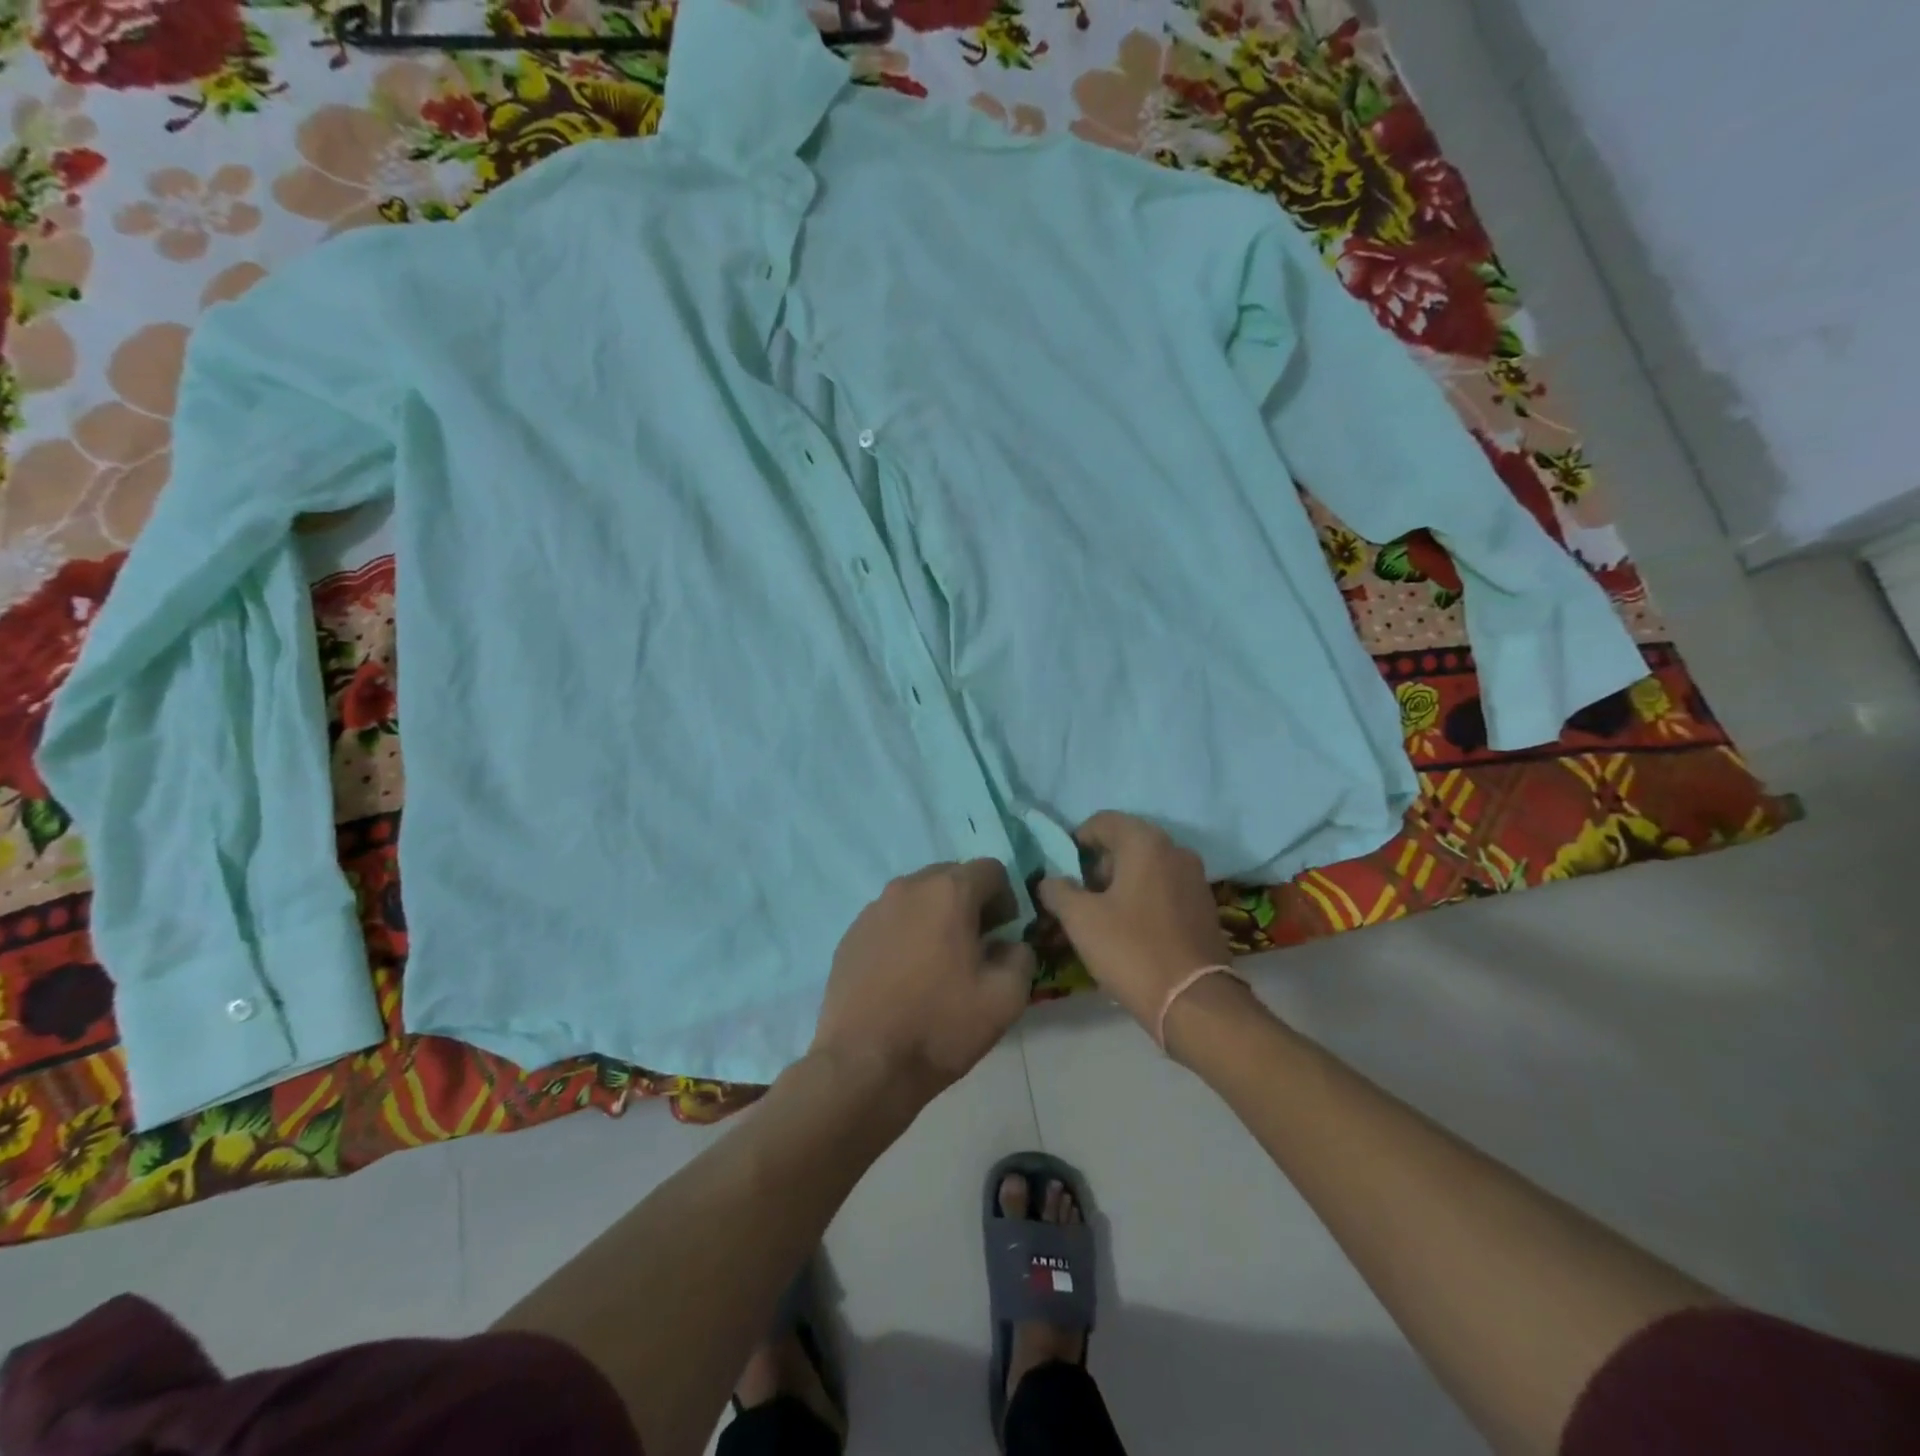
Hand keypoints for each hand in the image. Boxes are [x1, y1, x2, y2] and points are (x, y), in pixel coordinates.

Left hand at [810, 859, 1036, 1099]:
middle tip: (975, 948)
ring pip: (918, 898)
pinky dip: (905, 935)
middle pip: (951, 877)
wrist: (865, 1064)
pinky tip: (904, 977)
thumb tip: (1010, 945)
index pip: (991, 870)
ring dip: (936, 918)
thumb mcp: (1006, 998)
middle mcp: (908, 887)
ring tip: (937, 964)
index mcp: (948, 892)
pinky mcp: (851, 935)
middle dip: (970, 904)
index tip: (1003, 935)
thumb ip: (1021, 957)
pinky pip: (890, 920)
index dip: (1006, 899)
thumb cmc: (940, 1026)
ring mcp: (873, 909)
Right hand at [1037, 812, 1237, 1037]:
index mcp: (1146, 843)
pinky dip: (1143, 898)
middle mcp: (1175, 850)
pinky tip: (1131, 930)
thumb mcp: (1080, 920)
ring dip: (1121, 882)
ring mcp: (1195, 878)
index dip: (1077, 841)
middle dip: (1098, 864)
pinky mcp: (1204, 906)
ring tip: (1102, 916)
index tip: (1063, 871)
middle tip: (1079, 896)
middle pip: (1126, 842)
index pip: (1104, 821)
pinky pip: (1165, 888)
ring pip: (1147, 866)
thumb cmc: (1131, 950)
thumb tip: (1050, 881)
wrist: (1193, 1002)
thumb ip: (1057, 891)